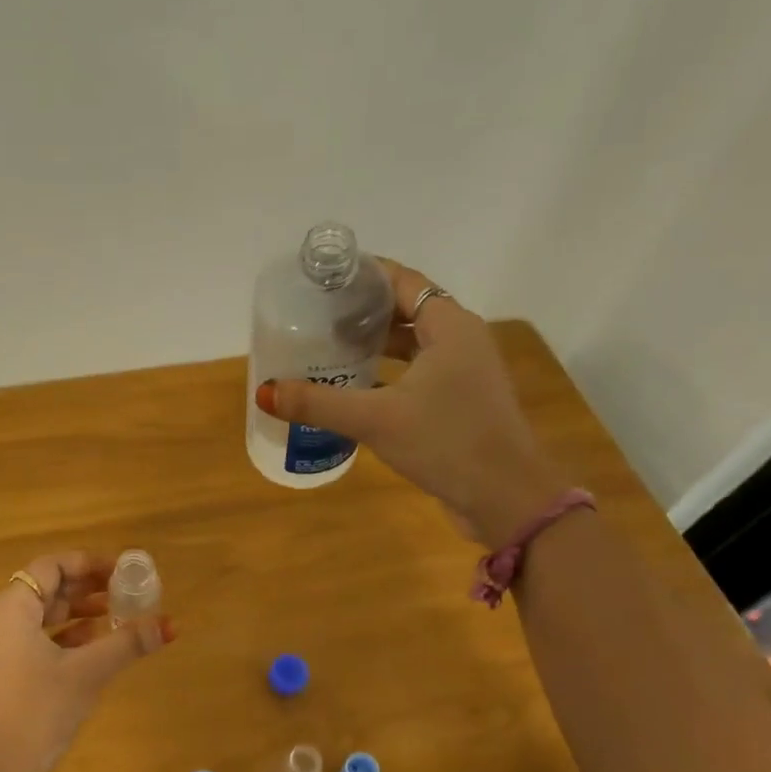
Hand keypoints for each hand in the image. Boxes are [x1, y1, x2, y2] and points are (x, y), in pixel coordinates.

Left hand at [0, 551, 174, 771]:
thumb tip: (170, 624)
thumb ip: (128, 642)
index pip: (49, 567)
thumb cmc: (39, 711)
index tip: (121, 571)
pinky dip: (62, 635)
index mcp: (9, 609)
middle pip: (44, 588)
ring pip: (39, 615)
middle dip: (85, 587)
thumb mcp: (88, 673)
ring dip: (76, 611)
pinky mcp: (0, 672)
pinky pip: (32, 638)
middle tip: (124, 591)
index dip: (87, 563)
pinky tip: (92, 644)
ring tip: (115, 614)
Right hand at [256, 257, 562, 544]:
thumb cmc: (445, 441)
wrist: (505, 496)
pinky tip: (353, 390)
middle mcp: (460, 340)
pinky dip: (386, 375)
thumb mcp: (374, 418)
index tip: (323, 279)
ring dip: (373, 346)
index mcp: (449, 326)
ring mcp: (463, 374)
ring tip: (327, 349)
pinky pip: (416, 375)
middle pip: (406, 312)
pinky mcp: (459, 403)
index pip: (403, 281)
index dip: (364, 276)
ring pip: (412, 347)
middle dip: (362, 312)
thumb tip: (265, 392)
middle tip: (315, 317)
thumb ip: (318, 402)